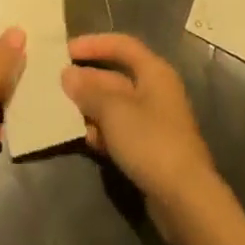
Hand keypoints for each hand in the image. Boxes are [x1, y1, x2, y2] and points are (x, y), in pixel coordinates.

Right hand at [62, 33, 222, 244]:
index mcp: (154, 72)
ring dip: (92, 108)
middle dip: (88, 80)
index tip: (67, 51)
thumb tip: (68, 75)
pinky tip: (87, 140)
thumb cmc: (150, 141)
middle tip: (59, 85)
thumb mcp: (113, 110)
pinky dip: (104, 132)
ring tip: (66, 114)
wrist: (185, 200)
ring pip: (116, 106)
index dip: (94, 44)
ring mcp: (155, 123)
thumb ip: (88, 90)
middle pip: (116, 77)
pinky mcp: (151, 150)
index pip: (122, 45)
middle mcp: (156, 92)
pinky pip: (121, 131)